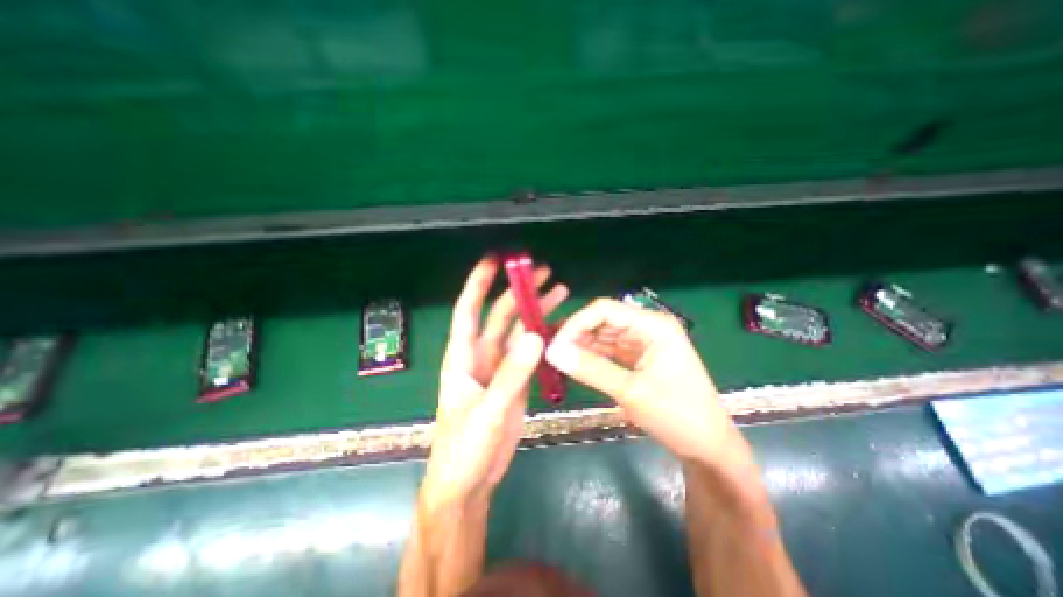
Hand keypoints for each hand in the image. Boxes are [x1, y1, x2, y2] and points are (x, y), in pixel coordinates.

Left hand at [424, 254, 572, 509]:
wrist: (469, 481)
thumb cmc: (465, 446)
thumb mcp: (488, 410)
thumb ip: (511, 374)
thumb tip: (535, 335)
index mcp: (462, 356)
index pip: (468, 309)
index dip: (478, 283)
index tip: (494, 260)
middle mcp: (481, 355)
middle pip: (501, 314)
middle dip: (520, 292)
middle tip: (545, 273)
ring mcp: (500, 367)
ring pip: (519, 331)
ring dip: (537, 312)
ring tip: (560, 292)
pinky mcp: (515, 381)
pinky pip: (530, 353)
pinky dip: (544, 338)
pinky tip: (560, 328)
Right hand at [548, 299, 755, 474]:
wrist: (708, 448)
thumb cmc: (677, 417)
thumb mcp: (631, 392)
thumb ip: (590, 369)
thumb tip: (552, 352)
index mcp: (653, 325)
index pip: (604, 309)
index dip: (576, 322)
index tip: (555, 345)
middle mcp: (647, 327)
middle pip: (602, 320)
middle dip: (575, 334)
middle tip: (550, 353)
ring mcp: (642, 342)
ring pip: (602, 335)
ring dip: (580, 345)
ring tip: (556, 358)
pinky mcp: (638, 358)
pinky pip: (608, 351)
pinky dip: (590, 356)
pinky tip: (573, 363)